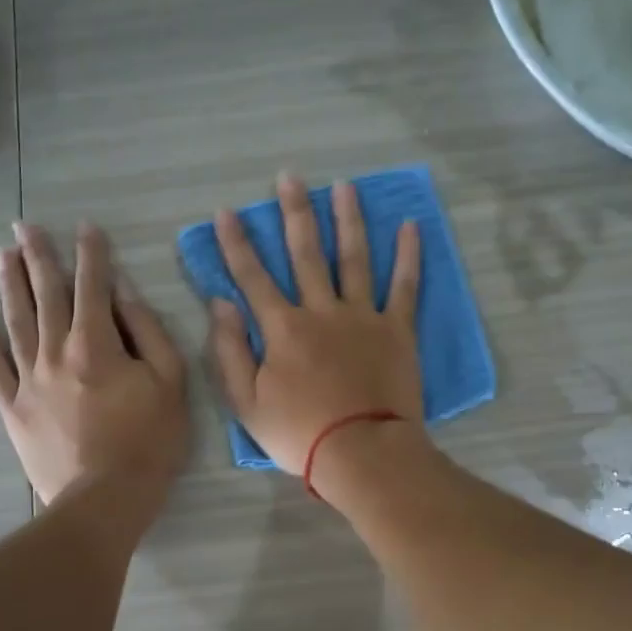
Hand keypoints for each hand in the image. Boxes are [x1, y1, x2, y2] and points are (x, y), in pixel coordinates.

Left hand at [0, 221, 188, 509]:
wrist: (105, 499)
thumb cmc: (149, 441)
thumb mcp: (169, 382)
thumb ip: (147, 331)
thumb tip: (123, 291)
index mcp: (96, 344)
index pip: (92, 286)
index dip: (90, 254)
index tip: (85, 227)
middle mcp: (55, 352)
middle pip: (45, 295)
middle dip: (38, 257)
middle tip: (24, 226)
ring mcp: (28, 380)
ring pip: (15, 322)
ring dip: (9, 285)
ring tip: (2, 255)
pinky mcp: (13, 408)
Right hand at [207, 174, 423, 475]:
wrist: (362, 453)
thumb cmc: (299, 434)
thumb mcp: (246, 403)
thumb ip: (228, 350)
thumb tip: (220, 303)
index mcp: (282, 329)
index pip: (253, 277)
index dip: (237, 243)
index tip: (228, 212)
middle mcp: (321, 311)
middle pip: (305, 253)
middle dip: (295, 212)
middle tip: (291, 177)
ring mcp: (363, 317)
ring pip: (353, 258)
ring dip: (348, 220)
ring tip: (345, 187)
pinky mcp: (397, 330)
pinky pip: (405, 286)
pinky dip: (408, 255)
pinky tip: (411, 226)